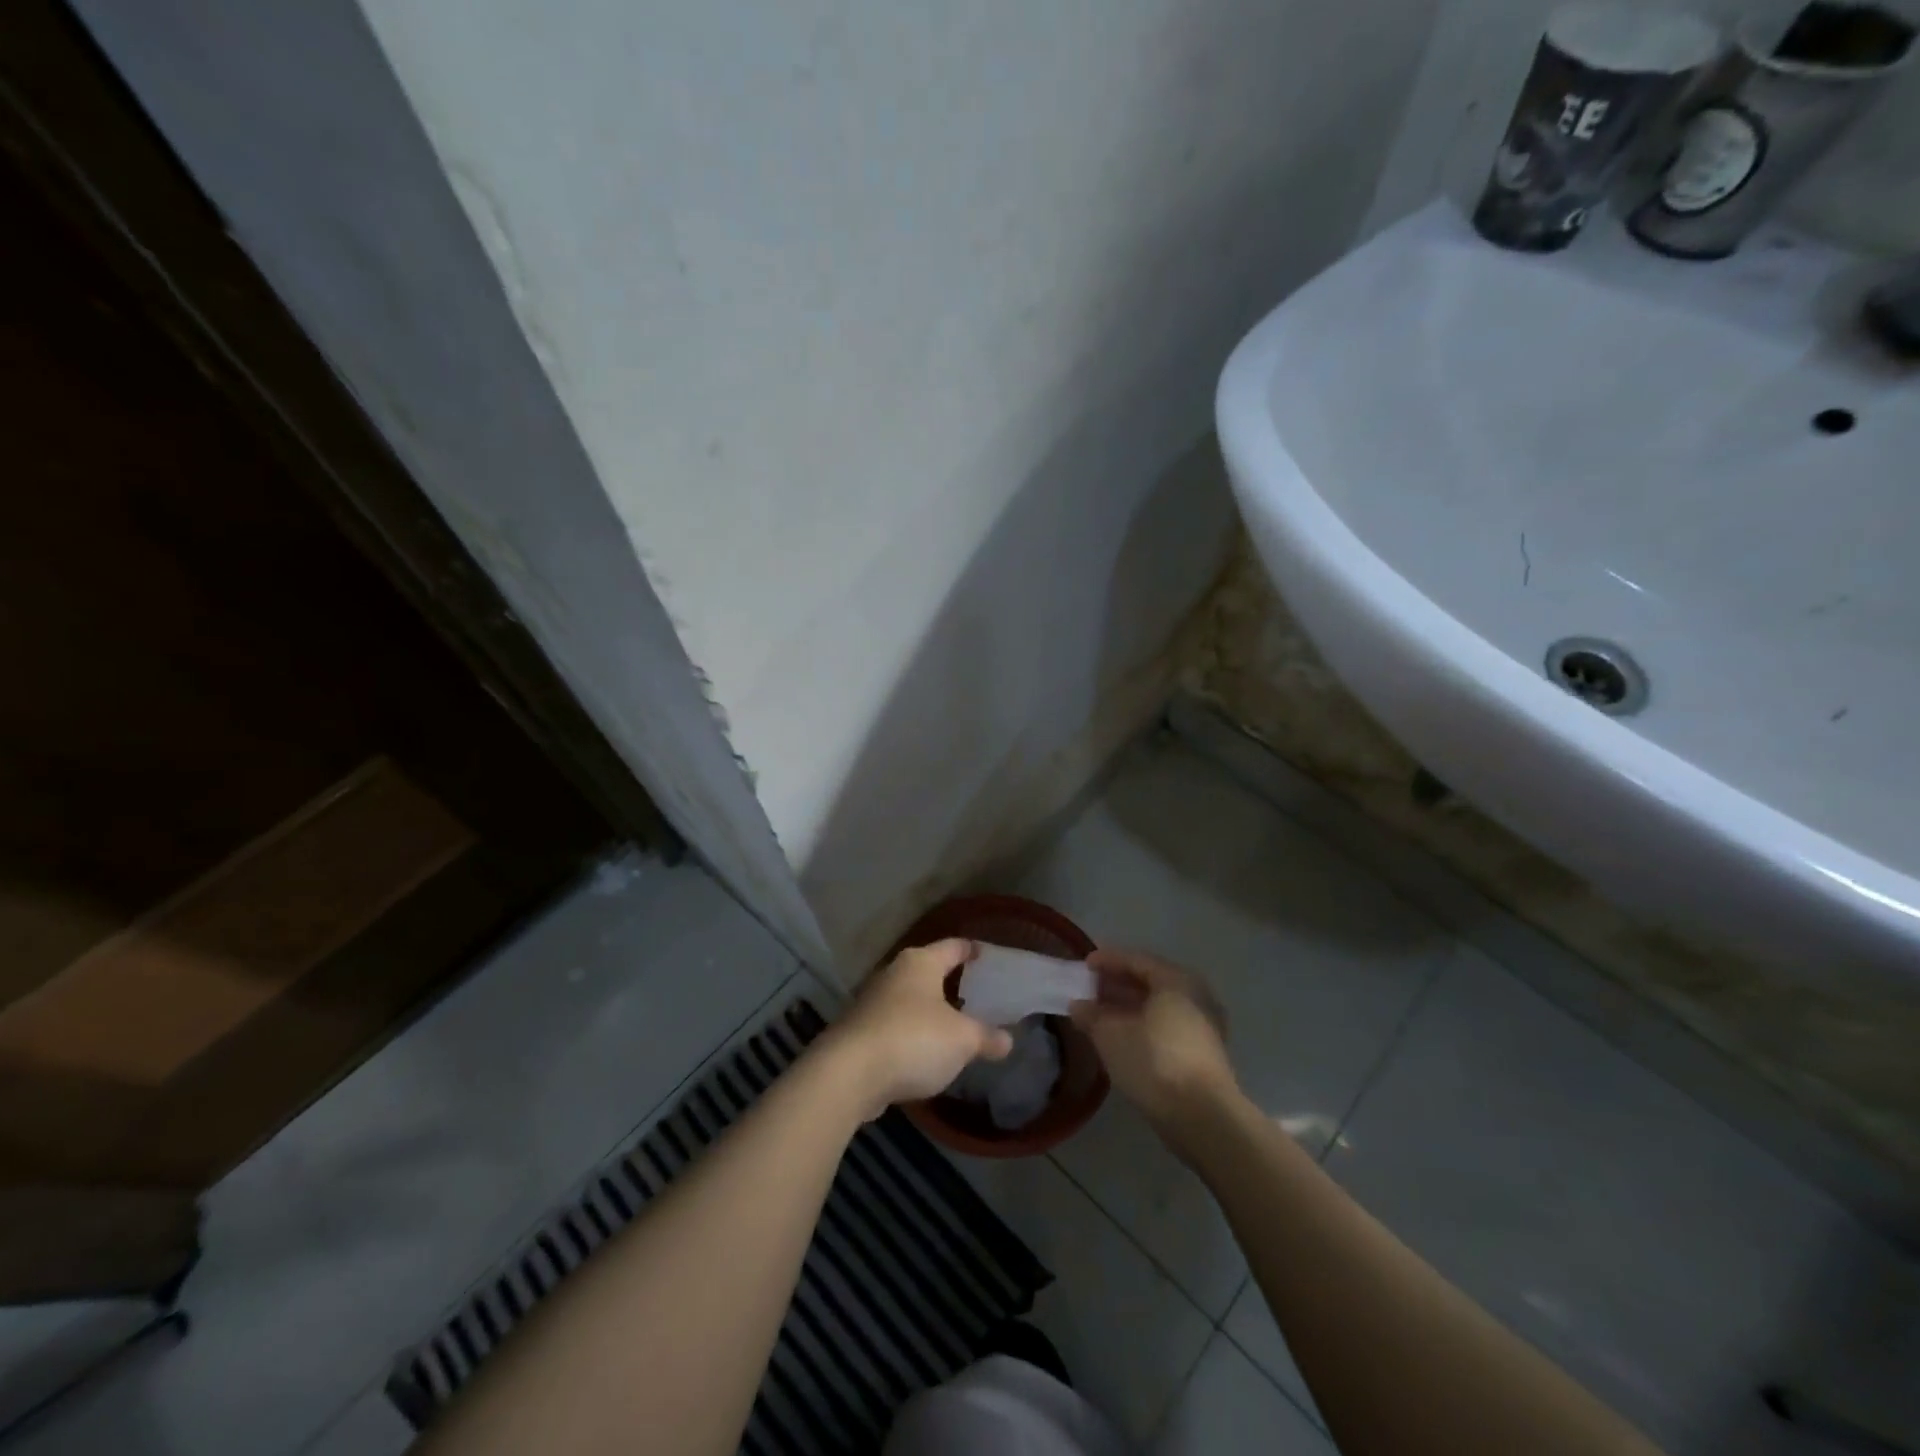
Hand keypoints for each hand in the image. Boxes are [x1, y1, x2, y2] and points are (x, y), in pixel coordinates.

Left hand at [821, 938, 1013, 1117]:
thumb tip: (1008, 1040)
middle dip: (950, 982)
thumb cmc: (913, 1039)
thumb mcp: (962, 1040)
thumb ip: (986, 1037)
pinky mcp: (859, 1032)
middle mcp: (894, 974)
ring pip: (909, 1000)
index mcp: (921, 963)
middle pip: (928, 971)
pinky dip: (911, 1034)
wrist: (849, 1073)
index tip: (986, 954)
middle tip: (976, 994)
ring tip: (953, 1025)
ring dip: (928, 1011)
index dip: (971, 950)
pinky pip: (894, 1026)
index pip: (953, 946)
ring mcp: (872, 1002)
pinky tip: (924, 1052)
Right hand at [1070, 948, 1237, 1132]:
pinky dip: (1143, 1024)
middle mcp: (1195, 996)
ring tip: (1100, 1014)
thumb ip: (1091, 1015)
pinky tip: (1122, 1037)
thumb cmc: (1154, 1062)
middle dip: (1117, 984)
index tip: (1084, 965)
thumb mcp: (1111, 1035)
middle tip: (1089, 989)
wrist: (1203, 1118)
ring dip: (1128, 1007)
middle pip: (1150, 981)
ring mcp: (1203, 1026)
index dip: (1107, 960)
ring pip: (1159, 1006)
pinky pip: (1167, 1026)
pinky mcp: (1204, 1053)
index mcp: (1176, 981)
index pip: (1136, 960)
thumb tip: (1078, 1005)